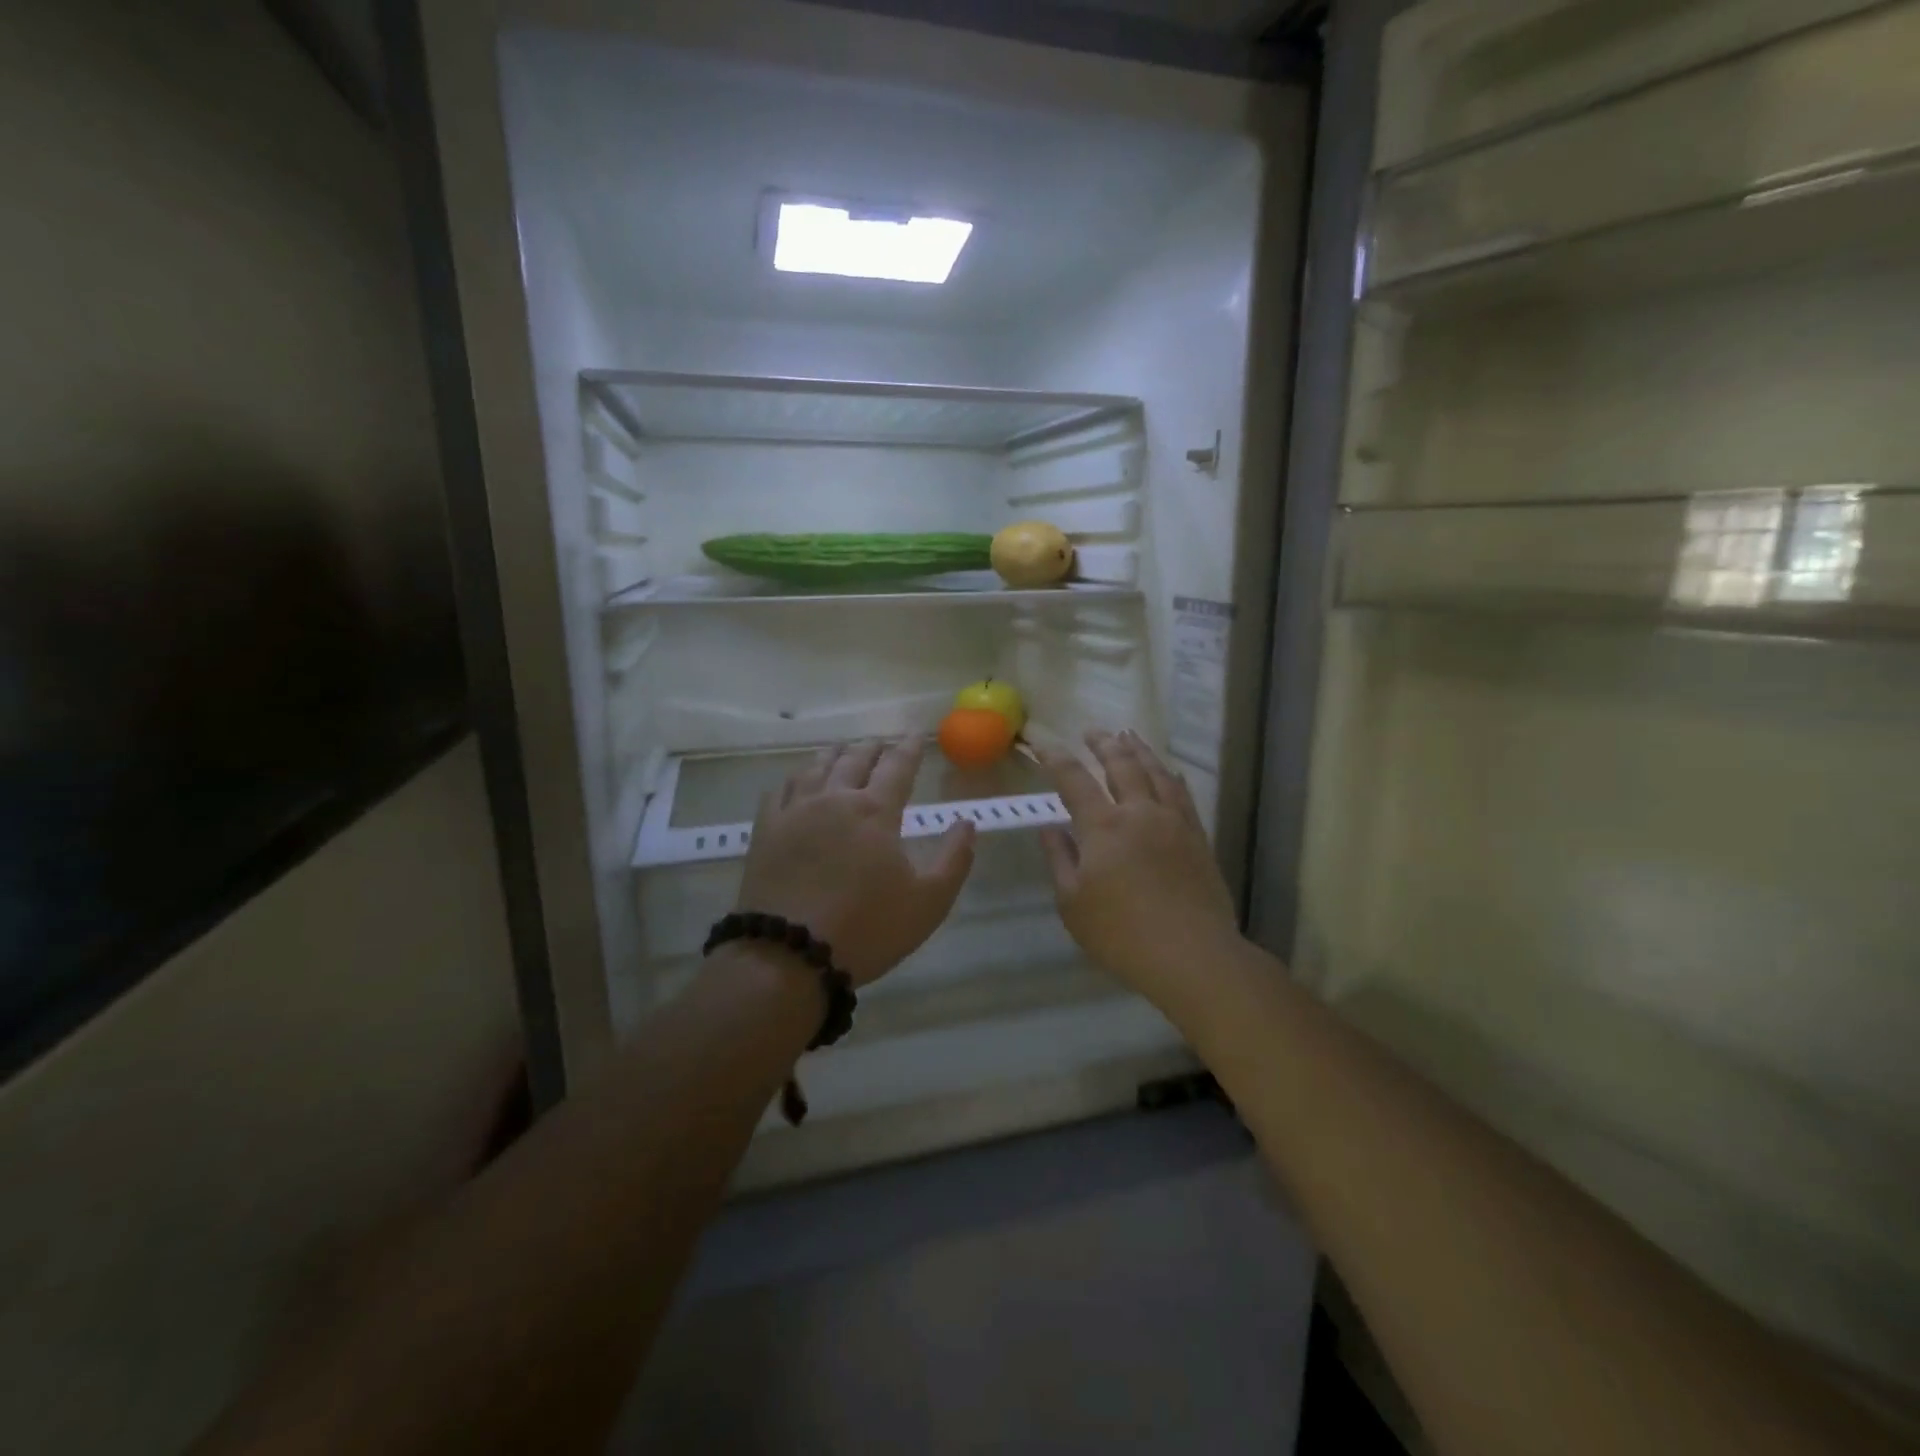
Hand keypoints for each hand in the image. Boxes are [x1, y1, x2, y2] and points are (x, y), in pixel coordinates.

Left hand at [736, 738, 975, 986]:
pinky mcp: (766, 830)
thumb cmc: (867, 928)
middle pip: (855, 760)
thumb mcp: (929, 901)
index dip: (910, 749)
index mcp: (876, 811)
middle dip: (872, 748)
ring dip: (834, 755)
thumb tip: (966, 822)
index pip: (897, 767)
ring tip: (842, 751)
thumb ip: (954, 858)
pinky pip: (780, 790)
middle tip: (881, 742)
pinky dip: (795, 778)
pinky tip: (798, 782)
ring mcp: (795, 812)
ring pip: (816, 768)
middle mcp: (835, 799)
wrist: (789, 955)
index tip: (917, 736)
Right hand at [1038, 730, 1239, 1007]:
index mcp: (1103, 827)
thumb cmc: (1121, 934)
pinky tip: (1168, 771)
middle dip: (1103, 744)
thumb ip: (1059, 859)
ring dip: (1139, 750)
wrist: (1192, 955)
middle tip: (1092, 731)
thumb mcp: (1073, 903)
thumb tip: (1050, 828)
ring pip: (1156, 772)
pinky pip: (1182, 793)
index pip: (1074, 780)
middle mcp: (1139, 812)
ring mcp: (1174, 822)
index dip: (1056, 758)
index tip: (1043, 743)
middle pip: (1121, 765)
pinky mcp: (1197, 836)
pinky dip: (1170, 775)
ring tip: (1128, 736)